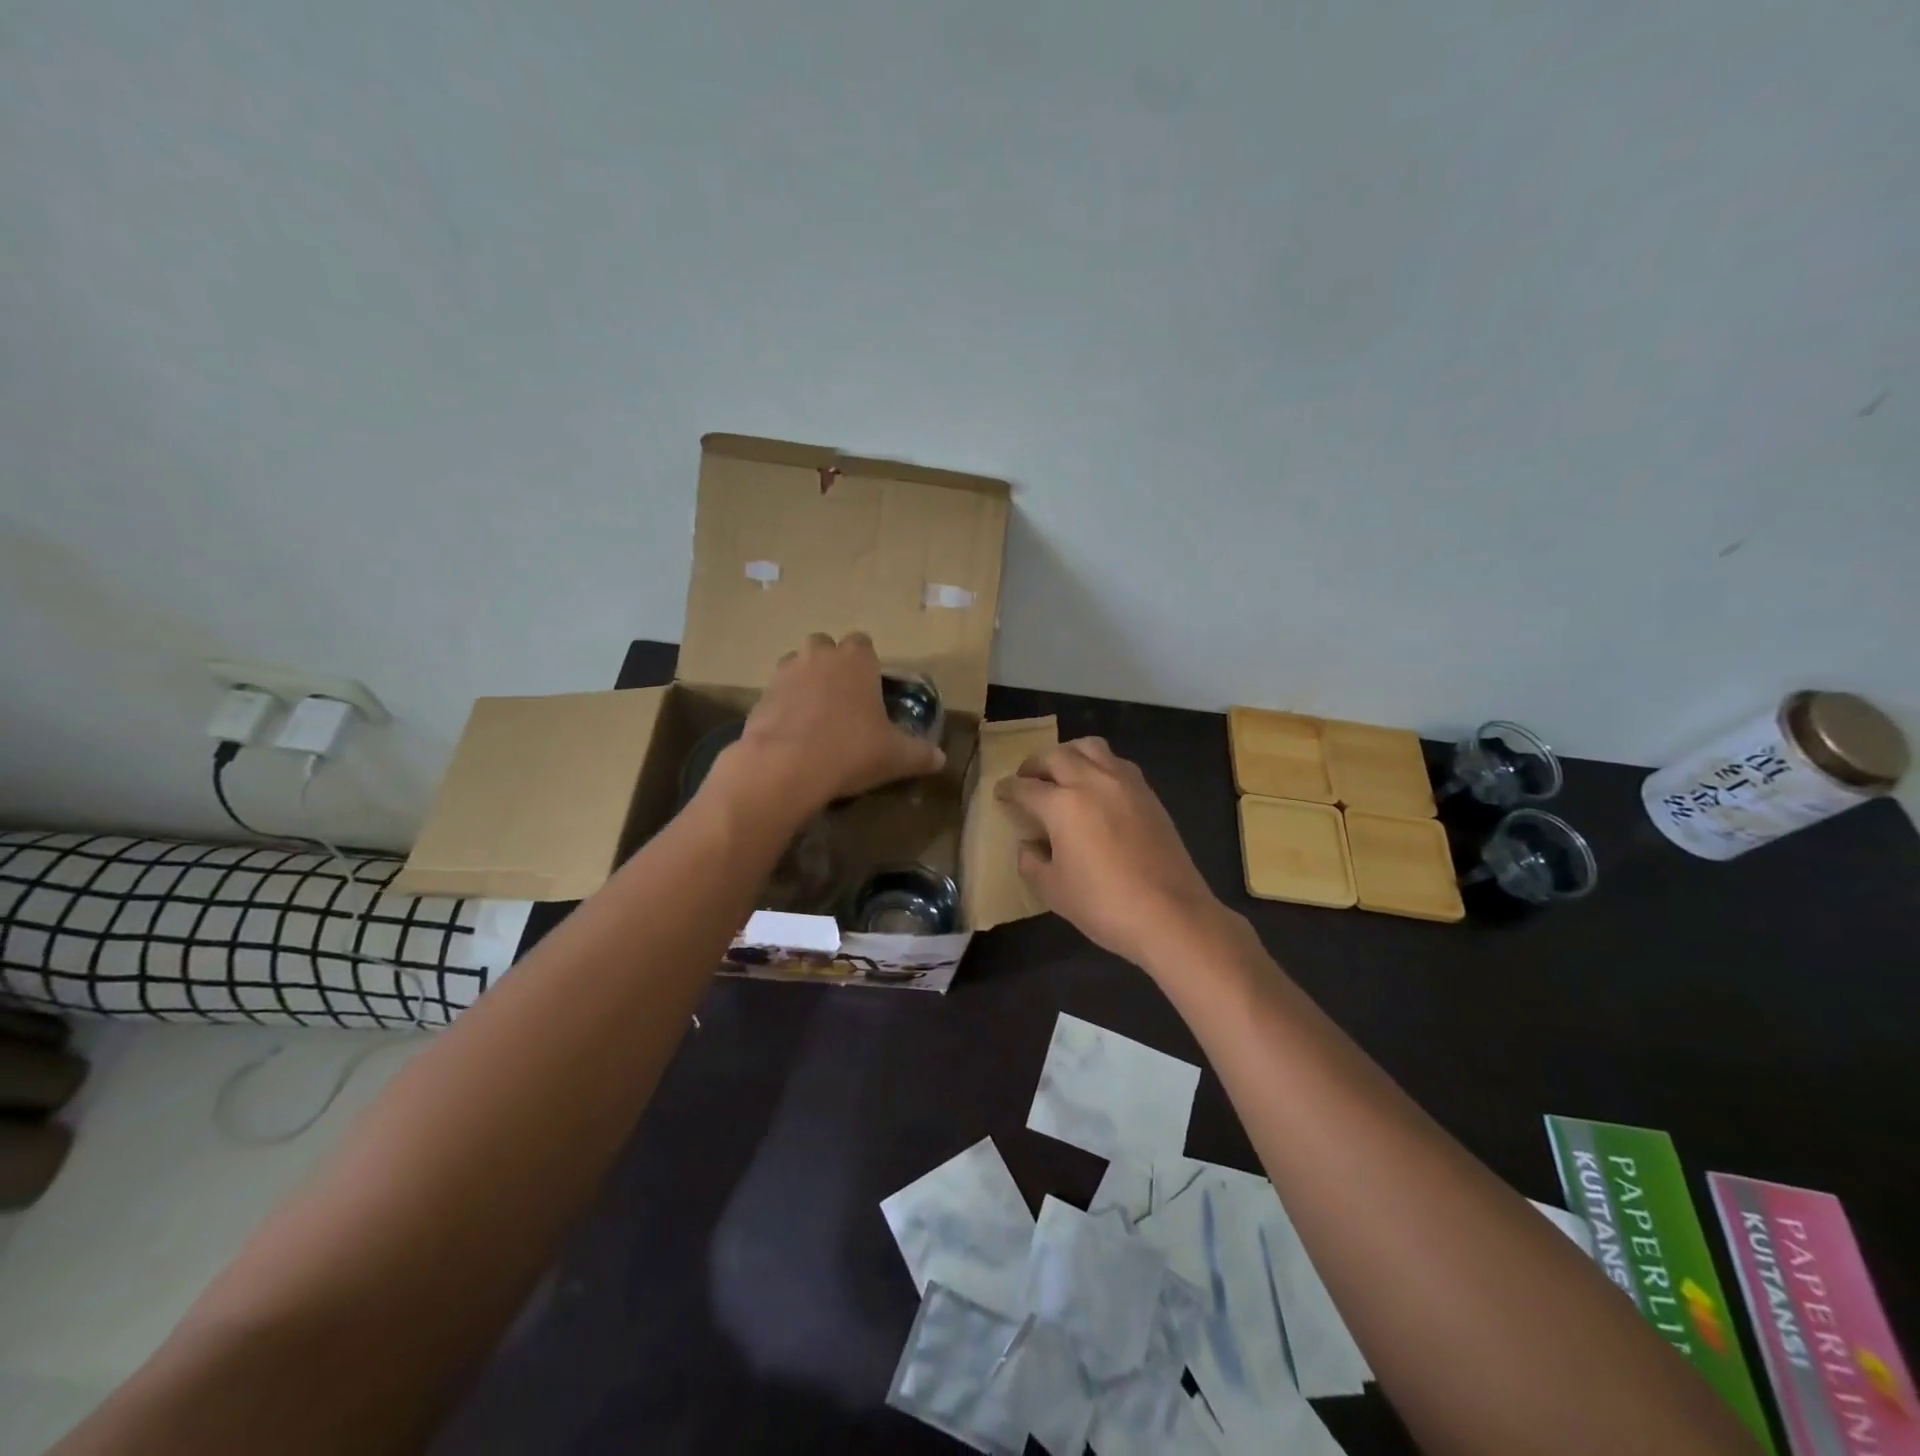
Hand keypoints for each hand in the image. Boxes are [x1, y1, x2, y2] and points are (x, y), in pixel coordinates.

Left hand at [721, 633, 944, 816]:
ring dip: (805, 684)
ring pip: (796, 667)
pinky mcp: (759, 697)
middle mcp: (819, 656)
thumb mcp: (896, 756)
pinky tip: (793, 737)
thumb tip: (940, 759)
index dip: (867, 664)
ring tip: (815, 718)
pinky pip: (776, 695)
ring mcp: (784, 673)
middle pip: (825, 648)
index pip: (863, 644)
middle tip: (843, 701)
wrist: (785, 767)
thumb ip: (920, 754)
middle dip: (832, 666)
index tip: (871, 690)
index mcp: (856, 659)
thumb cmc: (851, 750)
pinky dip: (784, 709)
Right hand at [995, 738, 1222, 968]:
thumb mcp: (1053, 890)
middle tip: (1027, 779)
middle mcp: (1092, 781)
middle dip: (1035, 764)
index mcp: (1063, 804)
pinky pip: (1116, 762)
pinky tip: (1096, 787)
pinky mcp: (1148, 793)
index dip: (1008, 789)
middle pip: (1056, 756)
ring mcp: (1124, 783)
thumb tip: (1029, 844)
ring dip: (1068, 754)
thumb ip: (1031, 861)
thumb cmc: (1104, 905)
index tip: (1000, 792)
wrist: (1170, 914)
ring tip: (1062, 772)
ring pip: (1090, 747)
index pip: (1026, 788)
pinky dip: (1098, 765)